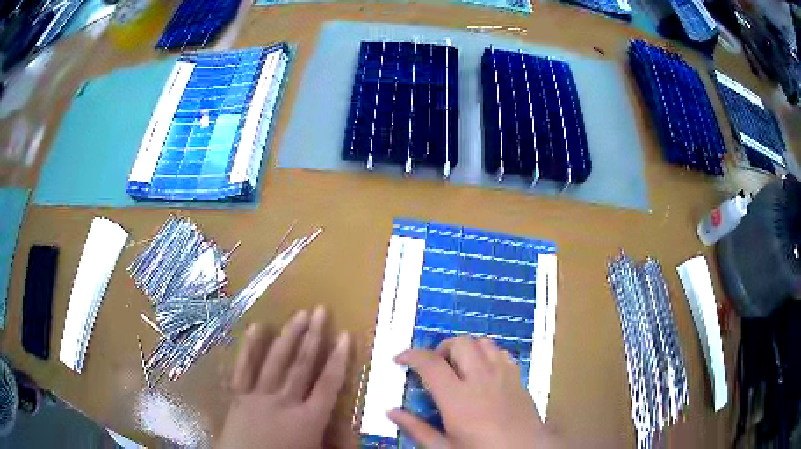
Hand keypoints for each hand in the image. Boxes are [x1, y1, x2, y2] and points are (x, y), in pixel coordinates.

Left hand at [217, 307, 349, 448]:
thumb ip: (337, 442)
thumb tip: (353, 427)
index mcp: (309, 419)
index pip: (328, 384)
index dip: (338, 359)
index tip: (345, 336)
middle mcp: (285, 402)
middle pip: (302, 365)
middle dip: (313, 337)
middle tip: (321, 311)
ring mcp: (259, 396)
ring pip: (276, 361)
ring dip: (289, 336)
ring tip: (299, 314)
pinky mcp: (239, 396)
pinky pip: (244, 368)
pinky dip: (250, 347)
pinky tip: (256, 327)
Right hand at [389, 336, 557, 448]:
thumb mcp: (445, 448)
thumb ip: (417, 429)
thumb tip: (391, 412)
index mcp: (458, 398)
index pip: (430, 363)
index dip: (411, 355)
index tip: (399, 358)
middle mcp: (481, 379)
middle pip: (460, 343)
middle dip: (441, 348)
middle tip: (433, 366)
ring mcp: (503, 375)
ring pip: (483, 342)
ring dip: (466, 348)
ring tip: (457, 365)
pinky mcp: (518, 378)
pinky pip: (501, 352)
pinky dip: (487, 353)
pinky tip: (482, 371)